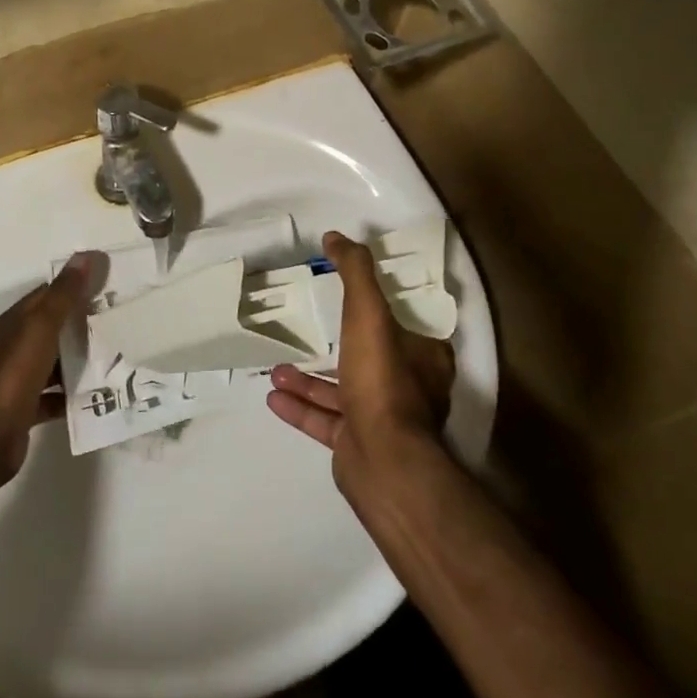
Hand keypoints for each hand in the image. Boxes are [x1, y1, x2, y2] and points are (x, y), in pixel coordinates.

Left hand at [0, 252, 99, 490]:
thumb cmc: (14, 374)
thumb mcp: (41, 327)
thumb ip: (64, 294)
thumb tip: (86, 256)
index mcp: (11, 324)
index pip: (44, 296)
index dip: (72, 288)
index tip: (104, 286)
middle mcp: (10, 348)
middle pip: (49, 329)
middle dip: (79, 323)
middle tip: (115, 320)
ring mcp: (16, 380)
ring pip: (52, 362)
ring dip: (76, 359)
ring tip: (110, 355)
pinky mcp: (24, 409)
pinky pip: (52, 395)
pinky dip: (70, 393)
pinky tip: (94, 393)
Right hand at [266, 232, 454, 504]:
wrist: (384, 462)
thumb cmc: (383, 379)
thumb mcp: (368, 312)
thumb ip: (355, 272)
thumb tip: (336, 236)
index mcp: (423, 355)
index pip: (406, 324)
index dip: (381, 307)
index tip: (352, 296)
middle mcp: (409, 387)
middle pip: (370, 357)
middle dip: (334, 345)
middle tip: (307, 330)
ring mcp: (383, 420)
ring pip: (342, 391)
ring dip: (309, 379)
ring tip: (276, 368)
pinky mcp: (359, 446)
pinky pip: (326, 421)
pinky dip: (300, 407)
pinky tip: (273, 395)